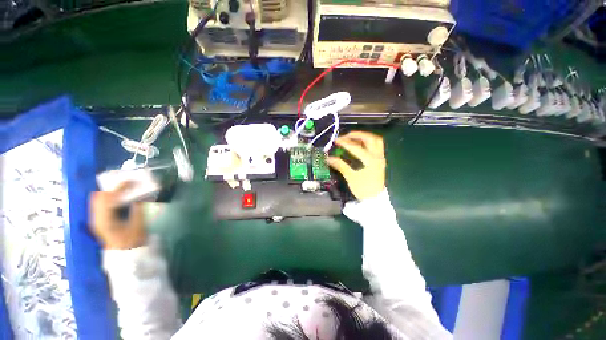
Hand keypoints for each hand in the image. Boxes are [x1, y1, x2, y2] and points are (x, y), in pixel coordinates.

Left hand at [90, 183, 146, 249]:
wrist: (124, 253)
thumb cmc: (132, 240)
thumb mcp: (138, 225)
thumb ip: (138, 209)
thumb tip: (141, 195)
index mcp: (104, 220)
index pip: (107, 198)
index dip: (119, 188)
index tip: (132, 182)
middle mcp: (96, 217)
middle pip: (99, 196)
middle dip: (113, 188)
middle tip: (129, 185)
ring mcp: (96, 218)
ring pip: (99, 199)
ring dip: (111, 192)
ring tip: (126, 189)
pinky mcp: (99, 219)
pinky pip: (101, 203)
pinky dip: (110, 198)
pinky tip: (121, 198)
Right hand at [327, 131, 385, 199]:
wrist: (375, 200)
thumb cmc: (363, 189)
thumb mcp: (350, 177)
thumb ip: (340, 166)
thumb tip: (329, 158)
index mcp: (371, 161)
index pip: (356, 148)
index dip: (345, 143)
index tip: (336, 141)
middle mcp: (378, 156)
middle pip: (370, 139)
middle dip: (357, 135)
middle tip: (346, 136)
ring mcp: (380, 158)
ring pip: (376, 141)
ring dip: (364, 136)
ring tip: (353, 138)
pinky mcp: (380, 160)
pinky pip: (376, 146)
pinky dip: (368, 142)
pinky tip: (360, 144)